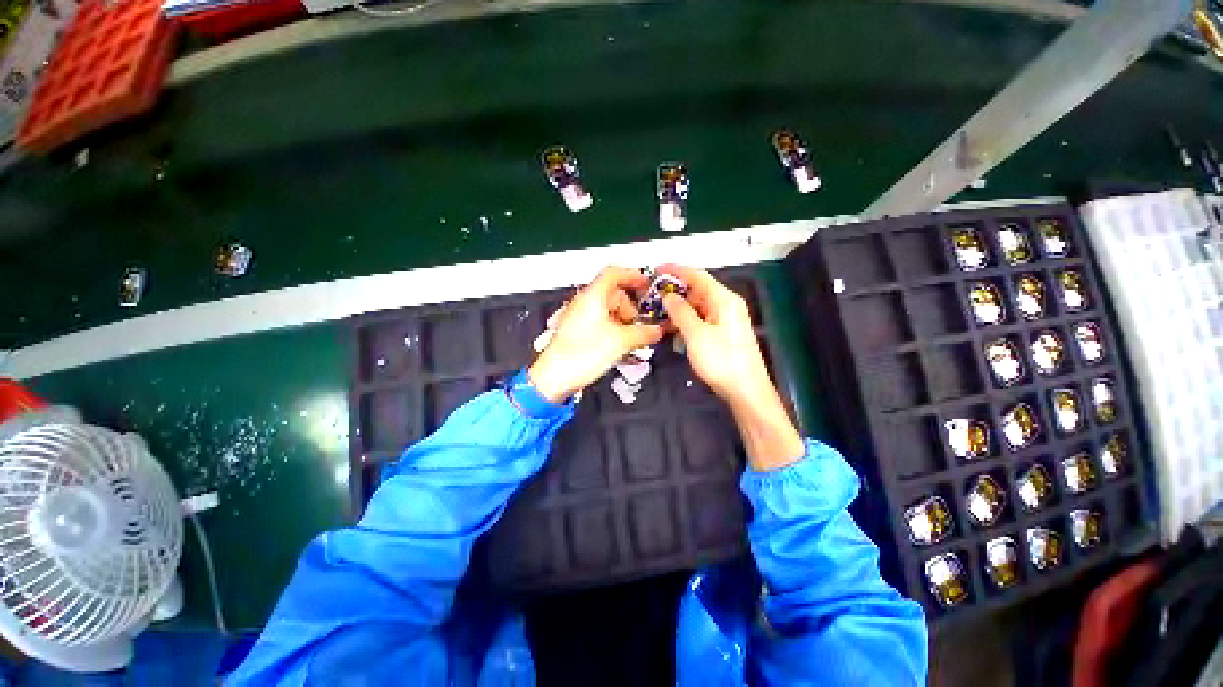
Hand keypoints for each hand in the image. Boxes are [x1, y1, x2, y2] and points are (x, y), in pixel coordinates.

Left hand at [529, 267, 664, 402]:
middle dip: (630, 307)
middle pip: (613, 293)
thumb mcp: (621, 341)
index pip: (614, 273)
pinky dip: (614, 329)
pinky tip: (620, 344)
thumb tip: (656, 330)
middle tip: (639, 322)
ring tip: (631, 337)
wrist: (555, 377)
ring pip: (608, 310)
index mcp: (592, 296)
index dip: (633, 276)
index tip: (646, 284)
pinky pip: (600, 322)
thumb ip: (643, 333)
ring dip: (623, 320)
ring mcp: (579, 317)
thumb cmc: (579, 355)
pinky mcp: (578, 331)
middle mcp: (584, 303)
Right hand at [659, 264, 803, 468]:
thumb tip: (668, 295)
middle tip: (652, 295)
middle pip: (698, 290)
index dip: (676, 271)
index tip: (656, 270)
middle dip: (675, 291)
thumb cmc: (722, 361)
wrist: (746, 390)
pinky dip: (686, 320)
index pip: (698, 276)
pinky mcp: (723, 333)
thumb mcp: (696, 335)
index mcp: (724, 300)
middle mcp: (727, 305)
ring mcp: (726, 319)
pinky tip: (673, 328)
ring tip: (658, 313)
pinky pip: (701, 319)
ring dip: (679, 308)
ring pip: (698, 306)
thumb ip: (681, 312)